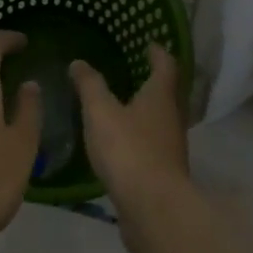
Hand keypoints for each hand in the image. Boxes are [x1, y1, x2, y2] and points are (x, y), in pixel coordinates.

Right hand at [70, 45, 188, 222]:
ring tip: (123, 105)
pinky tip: (121, 143)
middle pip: (168, 93)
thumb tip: (79, 62)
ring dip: (147, 111)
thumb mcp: (101, 112)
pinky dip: (140, 137)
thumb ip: (90, 86)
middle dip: (153, 81)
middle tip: (134, 71)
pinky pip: (153, 145)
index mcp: (160, 96)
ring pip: (161, 120)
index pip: (166, 65)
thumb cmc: (129, 150)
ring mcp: (171, 147)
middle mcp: (172, 118)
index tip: (149, 44)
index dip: (158, 52)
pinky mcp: (164, 173)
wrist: (153, 209)